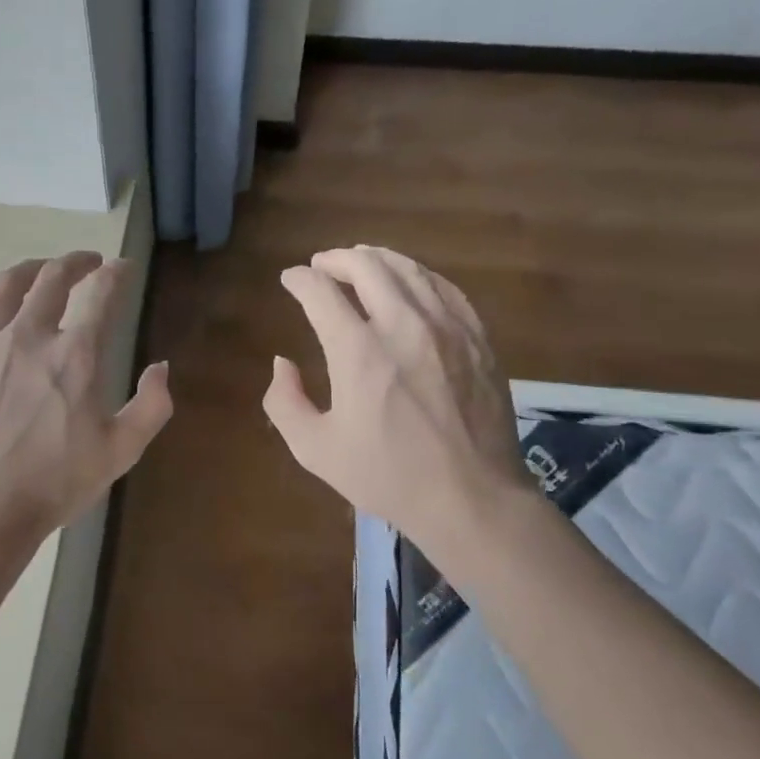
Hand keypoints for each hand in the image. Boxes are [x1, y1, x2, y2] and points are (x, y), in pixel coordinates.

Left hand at [0, 251, 172, 547]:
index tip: (122, 267)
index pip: (101, 294)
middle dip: (75, 262)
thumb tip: (161, 368)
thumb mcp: (121, 451)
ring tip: (43, 270)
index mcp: (75, 355)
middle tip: (88, 263)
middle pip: (52, 278)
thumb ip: (151, 406)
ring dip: (31, 269)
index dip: (116, 274)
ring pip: (6, 286)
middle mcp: (29, 336)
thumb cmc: (55, 483)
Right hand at [263, 246, 535, 565]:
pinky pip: (444, 287)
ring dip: (376, 259)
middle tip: (322, 265)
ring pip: (408, 269)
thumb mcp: (315, 449)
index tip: (290, 280)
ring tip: (361, 262)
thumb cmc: (388, 476)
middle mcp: (402, 325)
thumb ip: (284, 402)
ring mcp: (446, 327)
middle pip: (366, 266)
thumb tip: (282, 363)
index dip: (299, 279)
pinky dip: (418, 275)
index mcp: (358, 352)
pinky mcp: (477, 337)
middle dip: (336, 259)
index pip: (320, 292)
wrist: (472, 499)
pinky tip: (409, 282)